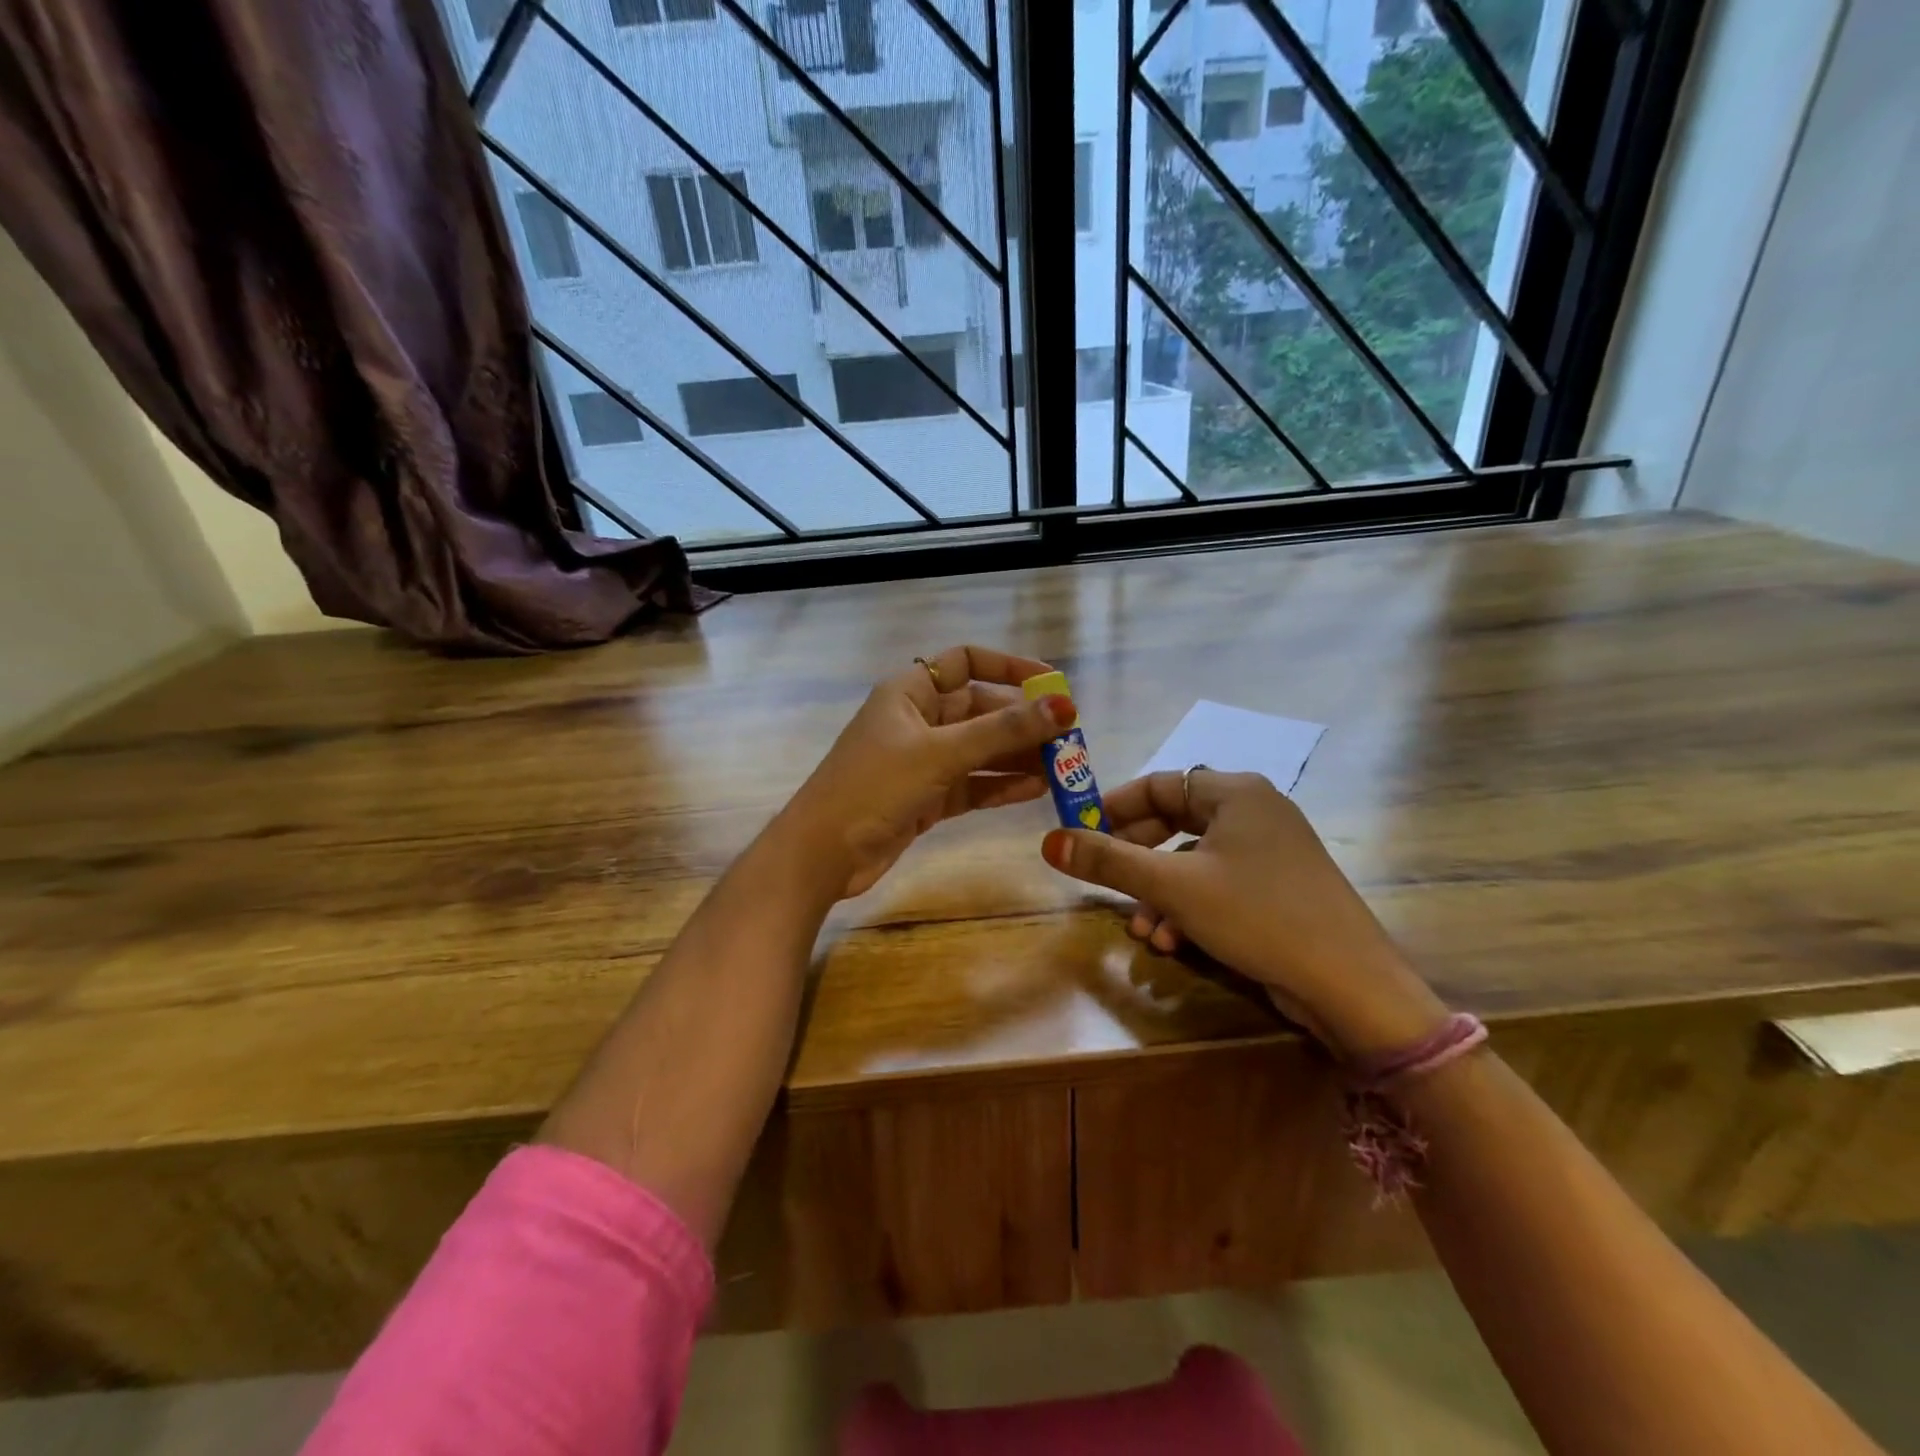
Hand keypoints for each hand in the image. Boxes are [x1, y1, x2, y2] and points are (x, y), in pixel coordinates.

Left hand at [780, 645, 1074, 899]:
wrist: (823, 854)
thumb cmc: (874, 787)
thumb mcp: (939, 754)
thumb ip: (1001, 731)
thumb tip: (1063, 706)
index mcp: (910, 692)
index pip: (965, 662)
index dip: (1008, 667)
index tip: (1051, 684)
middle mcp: (919, 720)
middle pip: (980, 710)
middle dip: (1023, 722)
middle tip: (1069, 737)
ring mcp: (923, 761)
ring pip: (981, 750)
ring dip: (1018, 756)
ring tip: (1063, 767)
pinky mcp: (927, 797)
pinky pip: (974, 784)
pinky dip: (1001, 785)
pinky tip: (1037, 790)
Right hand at [1040, 770, 1447, 1059]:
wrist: (1350, 984)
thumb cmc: (1256, 915)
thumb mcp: (1173, 886)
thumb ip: (1109, 861)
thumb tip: (1050, 841)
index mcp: (1235, 792)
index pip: (1159, 784)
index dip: (1115, 808)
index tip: (1080, 832)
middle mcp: (1255, 811)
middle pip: (1174, 822)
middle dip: (1136, 859)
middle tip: (1103, 880)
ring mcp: (1272, 850)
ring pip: (1194, 860)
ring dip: (1160, 893)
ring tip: (1142, 930)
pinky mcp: (1279, 887)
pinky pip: (1219, 884)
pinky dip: (1190, 907)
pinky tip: (1174, 943)